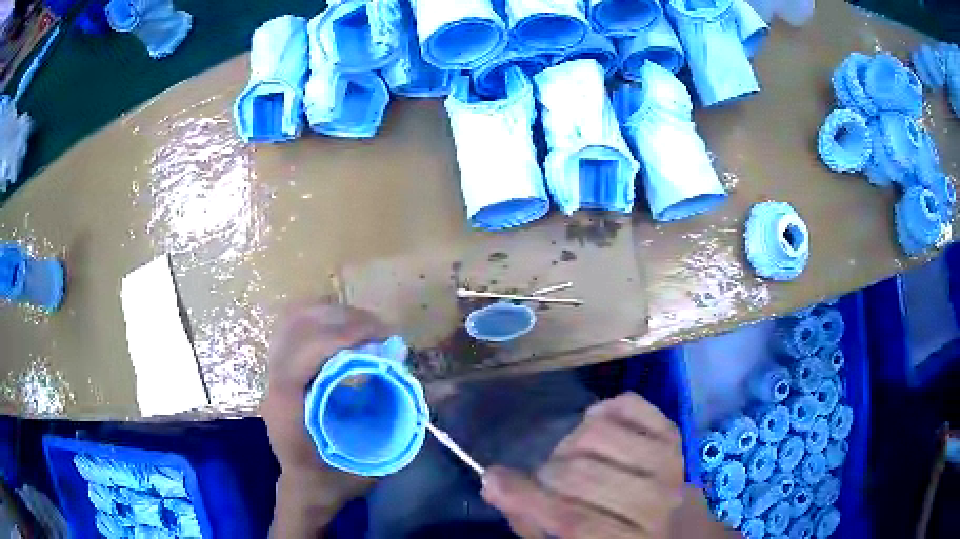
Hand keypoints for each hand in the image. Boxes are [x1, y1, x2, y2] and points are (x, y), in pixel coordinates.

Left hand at [262, 301, 389, 534]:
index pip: (305, 353)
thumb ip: (392, 429)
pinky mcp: (279, 369)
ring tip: (367, 326)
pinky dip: (321, 318)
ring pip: (293, 320)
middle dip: (343, 320)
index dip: (342, 336)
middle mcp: (273, 383)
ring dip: (332, 314)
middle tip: (382, 331)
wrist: (303, 489)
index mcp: (287, 408)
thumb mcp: (367, 465)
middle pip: (298, 327)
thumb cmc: (331, 482)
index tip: (381, 336)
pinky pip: (294, 327)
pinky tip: (346, 329)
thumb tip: (416, 384)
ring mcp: (272, 373)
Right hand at [480, 393, 685, 538]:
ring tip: (569, 460)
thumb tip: (494, 483)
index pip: (575, 520)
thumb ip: (532, 521)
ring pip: (601, 435)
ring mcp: (670, 463)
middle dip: (547, 474)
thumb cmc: (610, 537)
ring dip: (570, 445)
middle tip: (542, 480)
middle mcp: (658, 502)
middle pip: (586, 475)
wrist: (670, 523)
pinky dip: (602, 409)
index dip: (529, 500)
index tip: (493, 480)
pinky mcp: (673, 434)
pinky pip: (628, 404)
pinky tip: (594, 428)